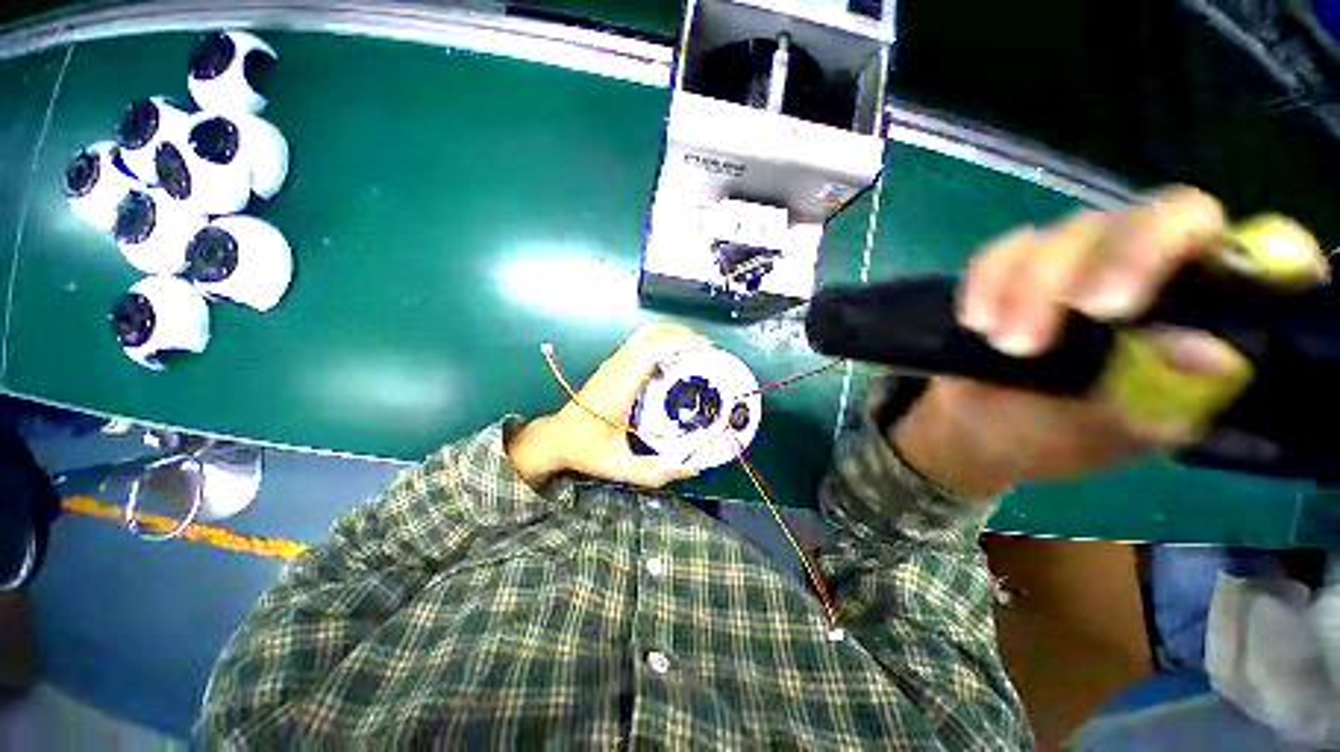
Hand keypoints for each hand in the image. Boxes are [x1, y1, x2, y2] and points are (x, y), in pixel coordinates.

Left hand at [509, 324, 711, 488]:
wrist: (556, 438)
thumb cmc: (587, 450)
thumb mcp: (622, 468)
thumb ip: (657, 472)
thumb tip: (692, 469)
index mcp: (619, 388)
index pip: (649, 351)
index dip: (678, 344)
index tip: (704, 350)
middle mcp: (616, 368)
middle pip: (649, 335)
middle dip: (681, 334)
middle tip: (707, 348)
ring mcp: (612, 363)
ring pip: (643, 334)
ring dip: (671, 334)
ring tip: (695, 347)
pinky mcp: (612, 364)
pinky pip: (639, 342)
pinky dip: (661, 340)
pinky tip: (674, 357)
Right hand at [892, 186, 1325, 498]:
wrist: (973, 429)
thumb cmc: (1047, 441)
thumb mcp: (1107, 435)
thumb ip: (1158, 399)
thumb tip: (1215, 354)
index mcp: (1206, 324)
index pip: (1263, 255)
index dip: (1249, 255)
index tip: (1165, 299)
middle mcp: (1158, 276)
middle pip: (1164, 216)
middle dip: (1119, 259)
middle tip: (1080, 309)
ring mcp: (1088, 263)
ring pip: (1077, 231)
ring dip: (1033, 285)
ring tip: (1006, 343)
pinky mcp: (1025, 265)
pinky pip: (1008, 248)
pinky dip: (989, 279)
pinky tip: (976, 321)